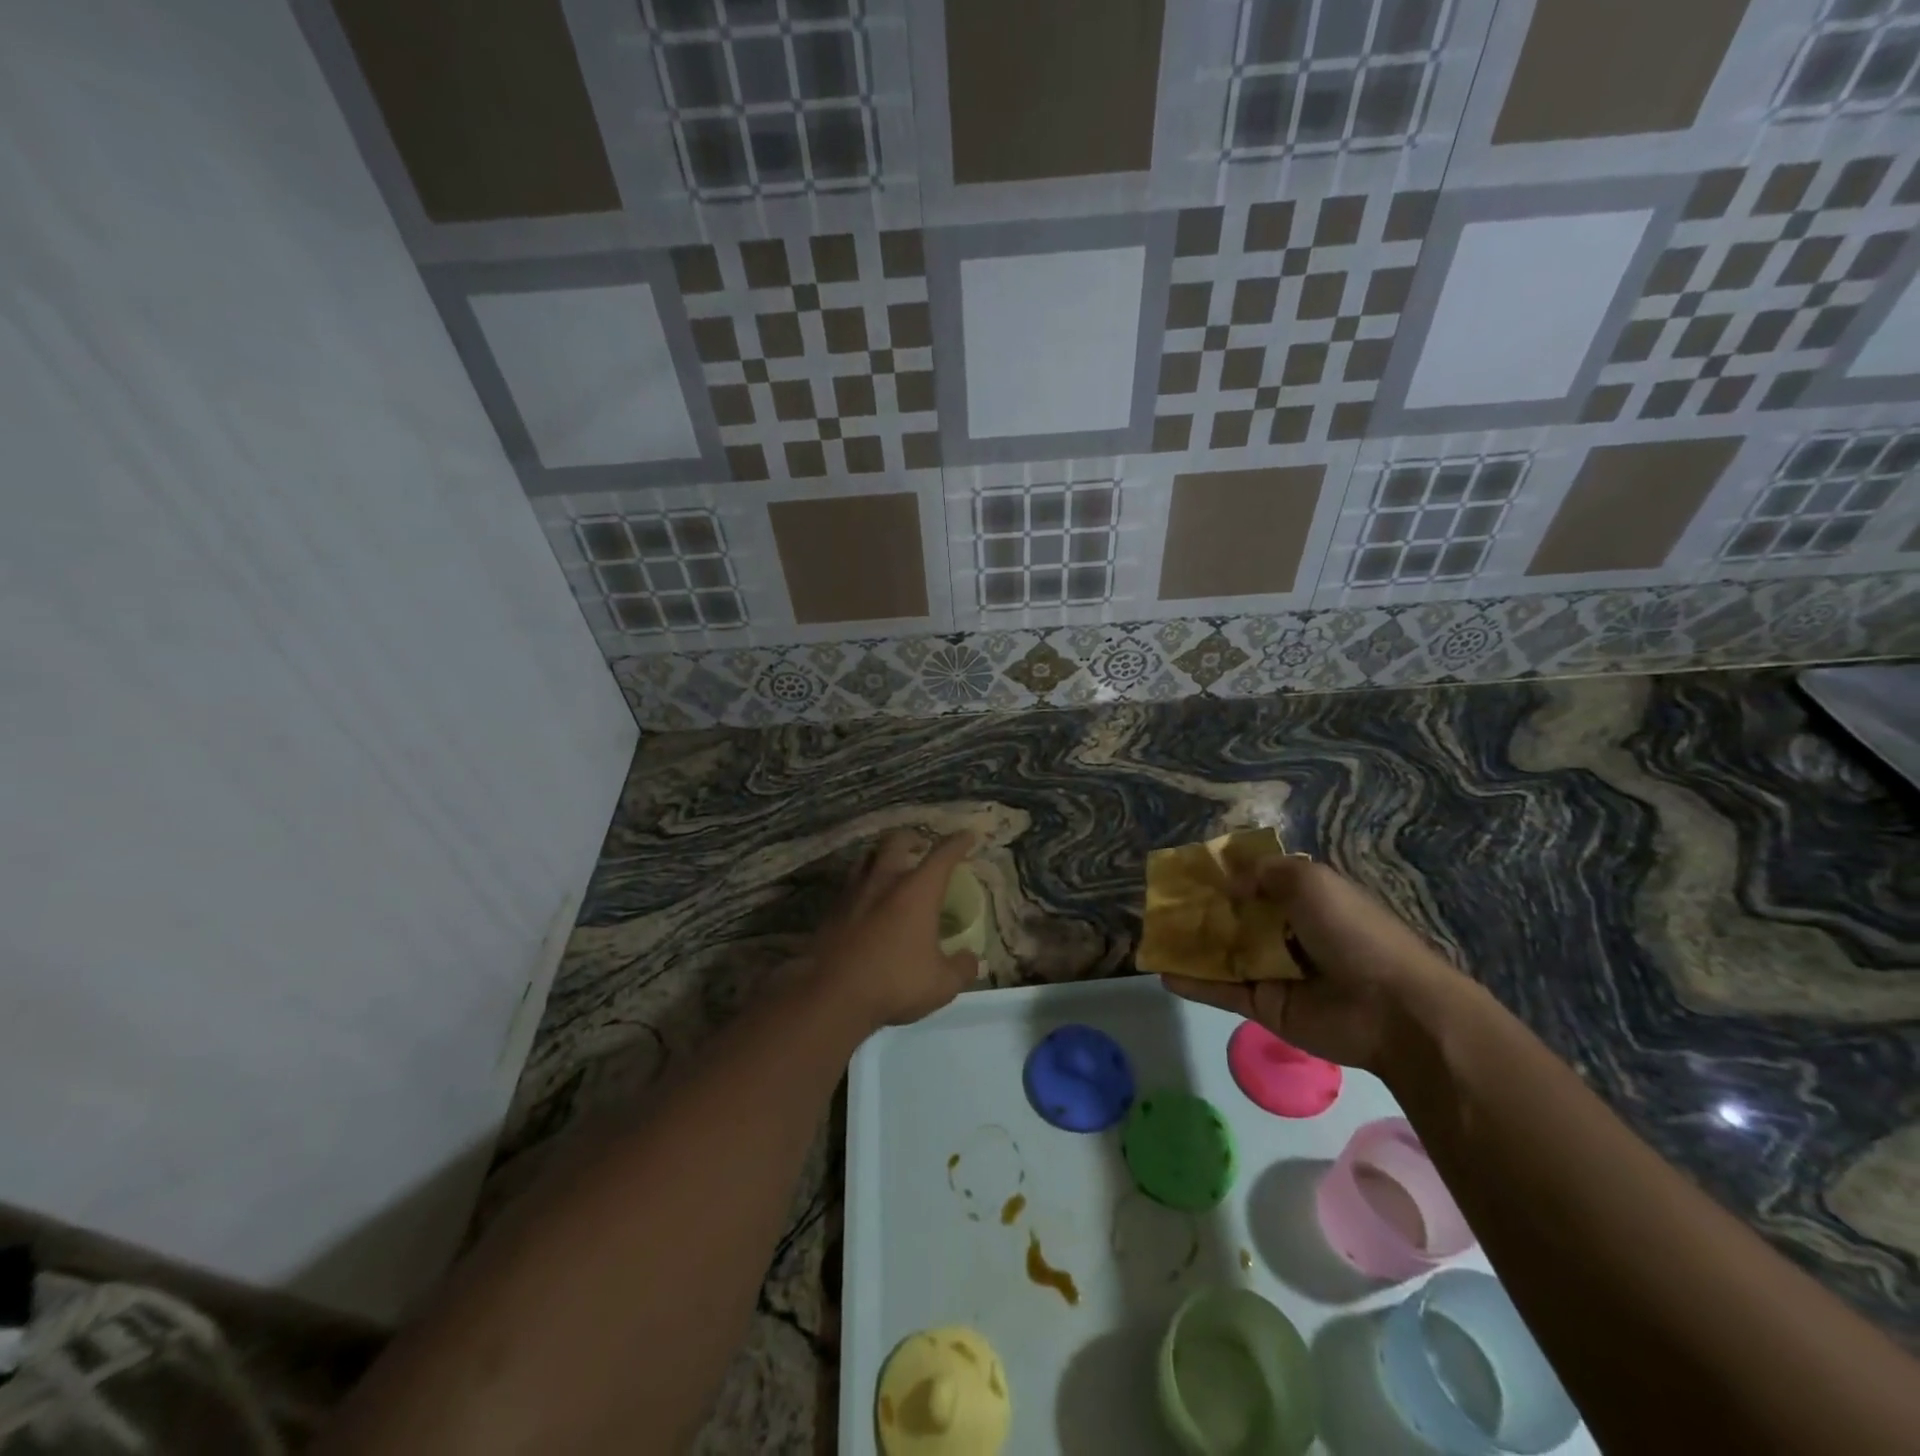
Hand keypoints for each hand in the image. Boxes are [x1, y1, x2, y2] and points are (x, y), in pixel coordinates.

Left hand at [810, 830, 980, 1034]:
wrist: (832, 996)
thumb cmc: (895, 982)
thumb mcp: (941, 983)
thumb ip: (962, 968)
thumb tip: (973, 959)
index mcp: (917, 891)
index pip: (942, 856)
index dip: (958, 843)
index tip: (968, 836)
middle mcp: (885, 881)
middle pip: (897, 842)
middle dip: (912, 838)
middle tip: (921, 845)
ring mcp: (854, 892)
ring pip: (867, 857)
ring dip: (882, 855)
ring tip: (890, 865)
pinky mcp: (832, 910)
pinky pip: (850, 883)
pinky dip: (863, 882)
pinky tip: (866, 899)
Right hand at [1161, 856, 1466, 1071]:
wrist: (1391, 1009)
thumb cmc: (1353, 932)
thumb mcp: (1312, 881)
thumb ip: (1267, 874)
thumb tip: (1231, 884)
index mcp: (1304, 900)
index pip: (1257, 882)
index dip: (1225, 875)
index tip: (1188, 869)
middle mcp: (1286, 933)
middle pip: (1234, 918)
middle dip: (1200, 910)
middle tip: (1161, 903)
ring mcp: (1273, 972)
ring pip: (1222, 954)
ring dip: (1189, 945)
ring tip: (1151, 935)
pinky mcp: (1263, 1006)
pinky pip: (1221, 990)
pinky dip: (1193, 983)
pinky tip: (1162, 973)